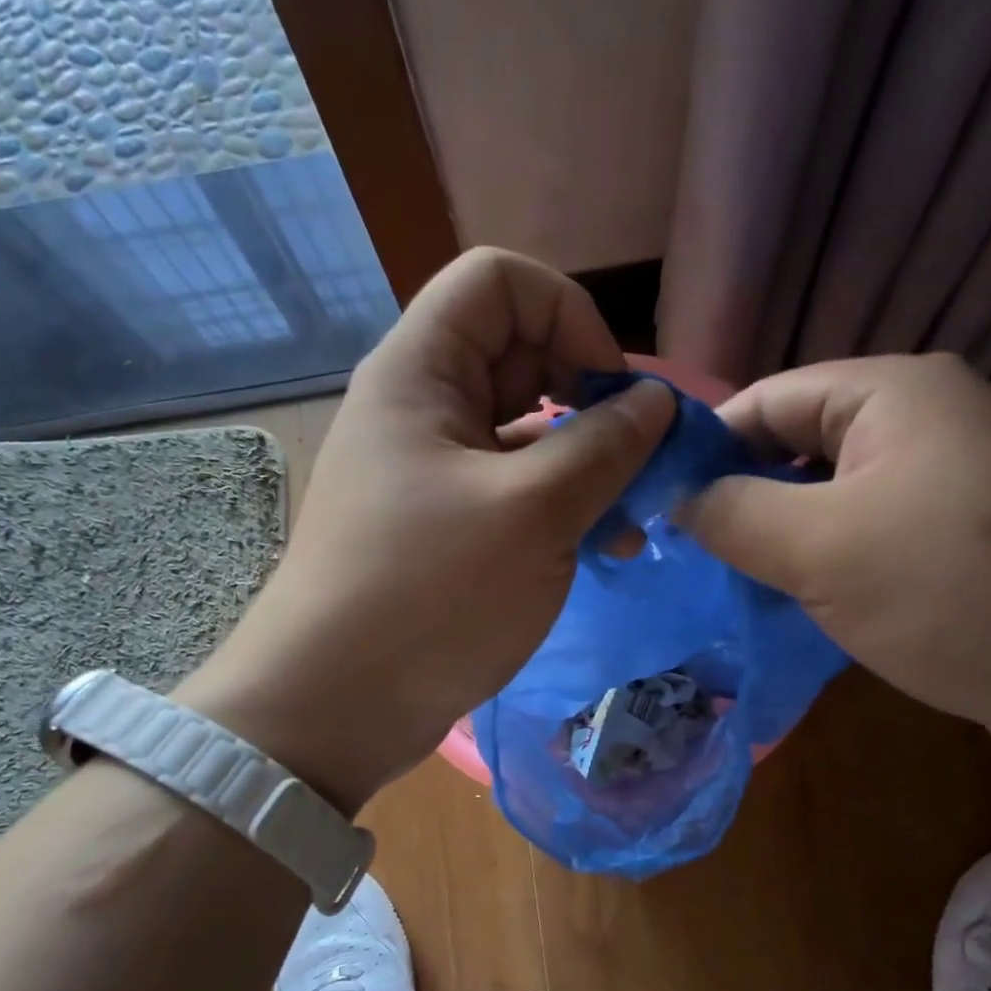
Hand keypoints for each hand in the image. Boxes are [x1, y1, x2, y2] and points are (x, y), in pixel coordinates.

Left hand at [179, 248, 674, 811]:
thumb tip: (657, 402)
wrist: (334, 707)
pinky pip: (512, 490)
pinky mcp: (444, 527)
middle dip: (589, 398)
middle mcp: (422, 409)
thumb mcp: (533, 514)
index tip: (613, 392)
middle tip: (637, 462)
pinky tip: (598, 548)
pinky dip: (559, 506)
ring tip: (629, 522)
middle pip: (520, 355)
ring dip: (585, 464)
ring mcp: (431, 472)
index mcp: (421, 373)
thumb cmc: (429, 596)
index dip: (570, 316)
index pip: (501, 282)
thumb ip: (604, 446)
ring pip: (524, 432)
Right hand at [679, 354, 990, 767]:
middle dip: (740, 499)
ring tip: (727, 584)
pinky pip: (864, 535)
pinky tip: (790, 603)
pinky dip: (822, 564)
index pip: (766, 401)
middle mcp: (920, 422)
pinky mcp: (956, 537)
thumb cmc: (957, 591)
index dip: (704, 449)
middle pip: (796, 448)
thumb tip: (679, 499)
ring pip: (827, 498)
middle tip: (686, 555)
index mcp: (891, 394)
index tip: (655, 505)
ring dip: (779, 539)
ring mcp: (944, 481)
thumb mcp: (821, 548)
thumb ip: (733, 514)